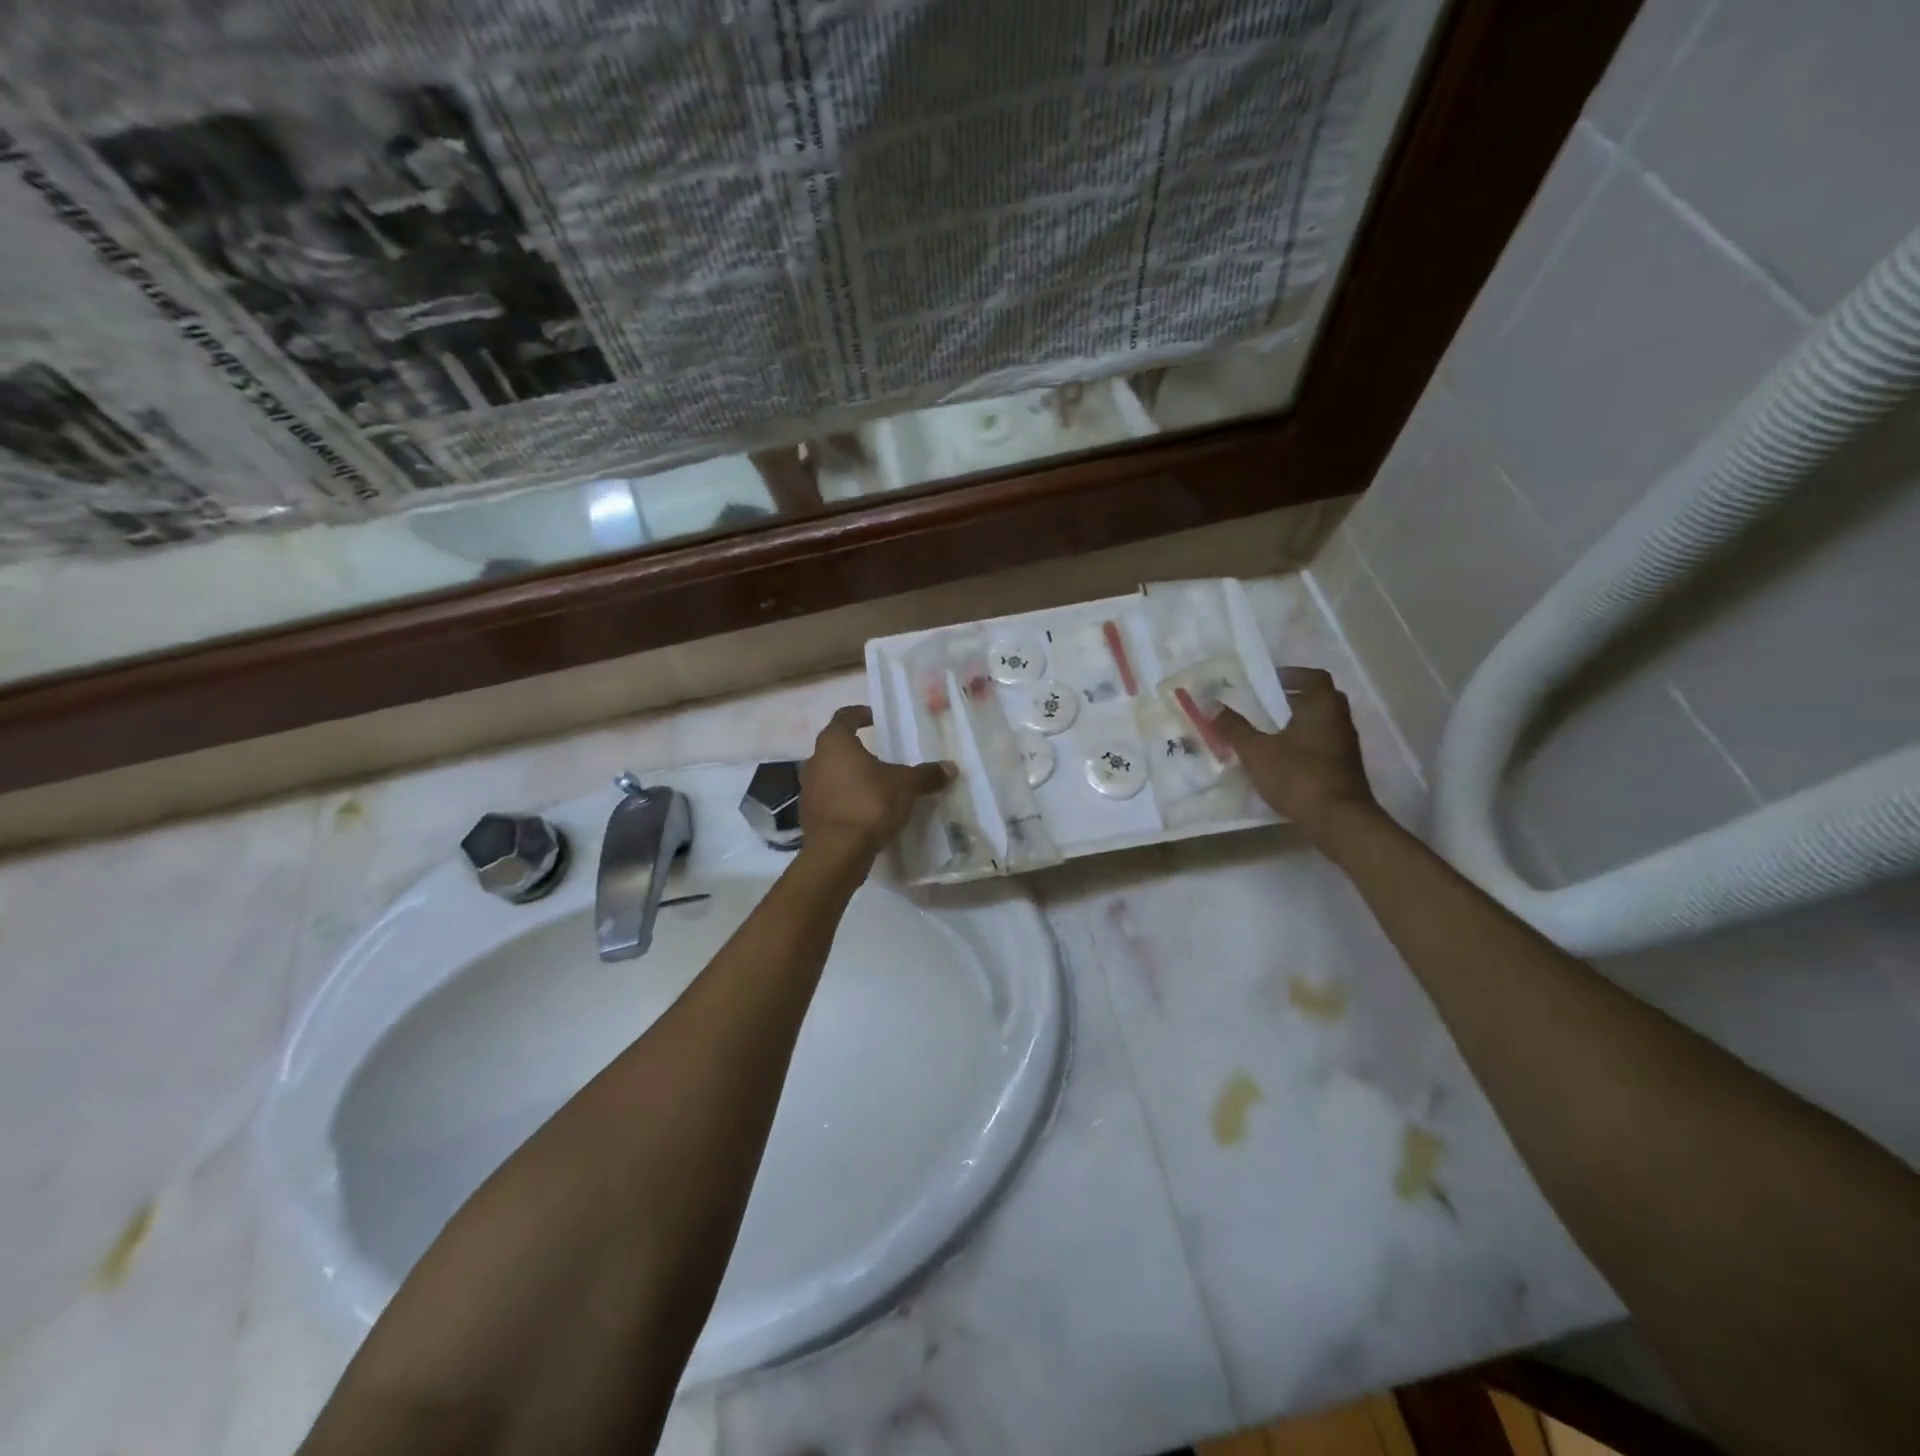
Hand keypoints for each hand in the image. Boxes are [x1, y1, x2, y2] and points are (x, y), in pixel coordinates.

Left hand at [799, 705, 951, 858]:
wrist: (838, 850)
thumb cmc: (870, 803)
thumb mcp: (905, 786)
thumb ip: (926, 774)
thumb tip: (950, 768)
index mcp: (835, 743)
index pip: (844, 717)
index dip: (859, 715)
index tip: (874, 719)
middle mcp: (815, 760)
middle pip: (834, 747)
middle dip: (856, 750)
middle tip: (878, 756)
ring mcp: (807, 789)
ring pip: (829, 773)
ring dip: (848, 775)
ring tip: (872, 785)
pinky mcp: (808, 814)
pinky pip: (828, 798)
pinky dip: (843, 799)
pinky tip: (861, 810)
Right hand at [1214, 667, 1377, 844]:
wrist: (1339, 819)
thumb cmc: (1298, 776)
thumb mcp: (1257, 751)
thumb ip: (1234, 728)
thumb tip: (1210, 704)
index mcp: (1322, 706)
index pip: (1314, 677)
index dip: (1292, 675)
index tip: (1269, 680)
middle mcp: (1339, 720)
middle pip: (1319, 699)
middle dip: (1294, 698)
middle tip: (1266, 703)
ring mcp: (1346, 745)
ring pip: (1322, 723)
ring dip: (1299, 722)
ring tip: (1269, 731)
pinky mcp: (1345, 768)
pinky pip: (1323, 744)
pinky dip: (1305, 743)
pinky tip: (1283, 758)